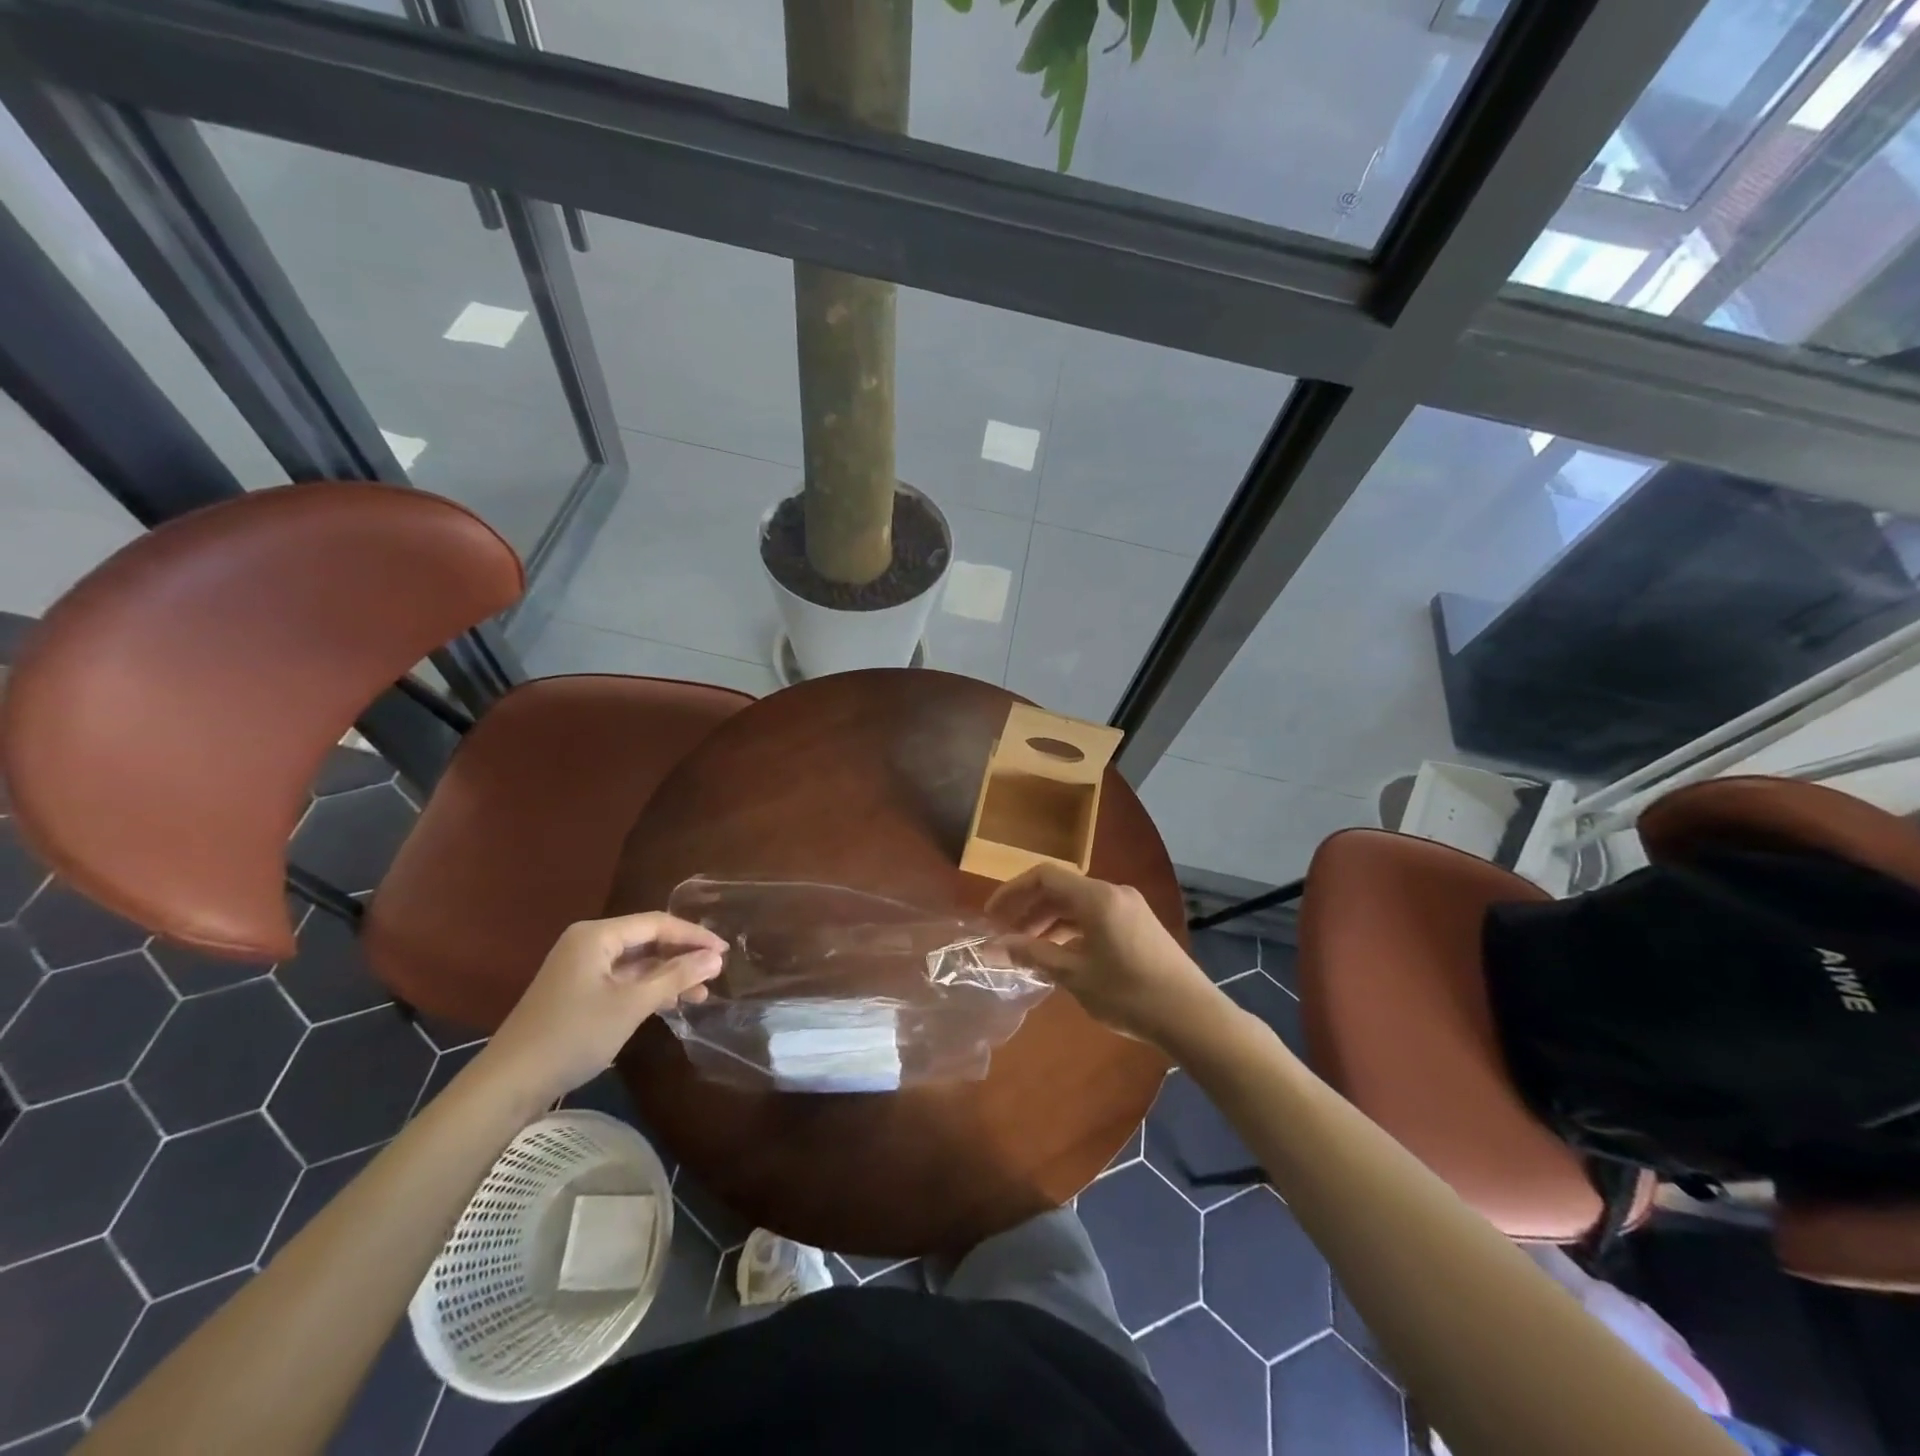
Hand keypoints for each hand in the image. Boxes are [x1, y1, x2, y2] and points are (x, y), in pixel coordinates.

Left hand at [480, 913, 726, 1105]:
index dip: (694, 935)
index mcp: (597, 935)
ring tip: (701, 994)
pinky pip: (623, 979)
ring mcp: (581, 968)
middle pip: (647, 940)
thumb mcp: (631, 1005)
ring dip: (668, 975)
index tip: (724, 951)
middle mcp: (588, 943)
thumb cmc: (574, 1035)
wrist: (510, 1083)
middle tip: (716, 972)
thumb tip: (715, 958)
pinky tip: (671, 1002)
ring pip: (637, 963)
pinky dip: (648, 988)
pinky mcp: (578, 992)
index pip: (657, 923)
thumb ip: (676, 977)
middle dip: (682, 956)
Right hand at [986, 865, 1220, 1050]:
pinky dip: (1072, 930)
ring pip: (1078, 904)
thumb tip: (996, 946)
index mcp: (1097, 897)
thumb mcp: (1075, 976)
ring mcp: (1130, 907)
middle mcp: (1113, 892)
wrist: (1193, 1016)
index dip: (1013, 892)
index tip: (991, 916)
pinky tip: (1061, 956)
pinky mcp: (1139, 924)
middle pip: (1061, 889)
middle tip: (1005, 936)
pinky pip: (1096, 916)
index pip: (1044, 877)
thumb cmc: (1129, 994)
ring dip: (1050, 922)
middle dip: (1029, 910)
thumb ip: (1034, 955)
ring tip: (1029, 950)